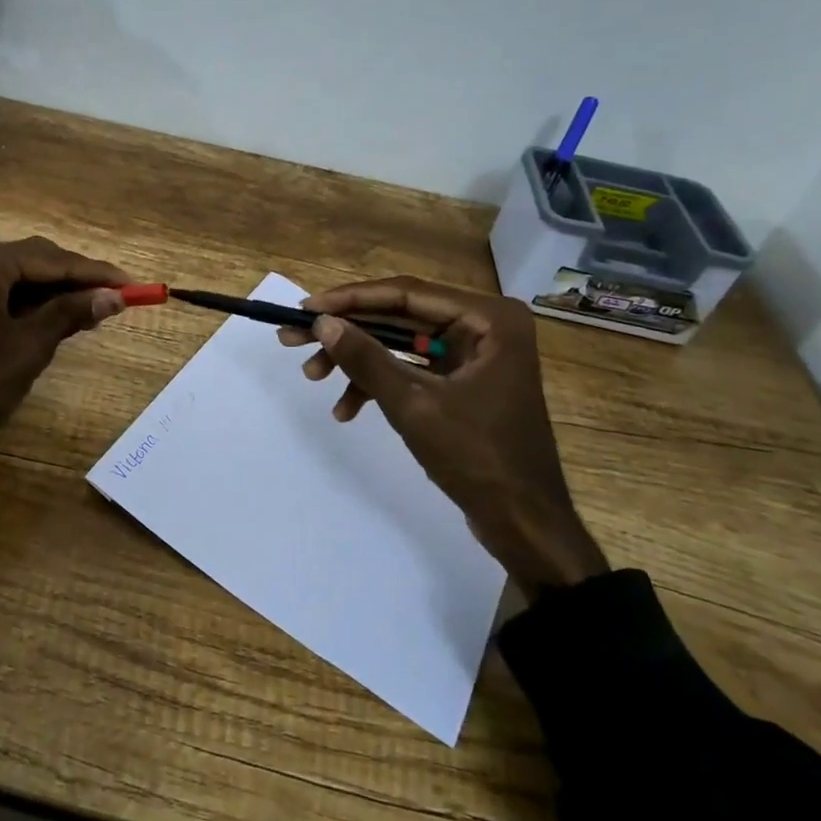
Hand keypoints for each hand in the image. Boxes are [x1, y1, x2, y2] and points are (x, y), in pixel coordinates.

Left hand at [0, 236, 131, 502]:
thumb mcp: (28, 348)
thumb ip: (70, 313)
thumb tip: (113, 296)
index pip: (54, 259)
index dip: (96, 272)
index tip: (133, 284)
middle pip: (36, 260)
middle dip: (77, 279)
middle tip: (116, 298)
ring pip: (20, 277)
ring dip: (56, 293)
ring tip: (95, 311)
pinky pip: (2, 293)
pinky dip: (31, 305)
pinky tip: (57, 320)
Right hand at [278, 276, 608, 596]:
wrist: (525, 525)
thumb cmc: (478, 458)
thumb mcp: (413, 405)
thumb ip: (366, 359)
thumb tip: (321, 322)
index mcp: (488, 319)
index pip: (406, 295)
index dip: (351, 300)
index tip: (305, 308)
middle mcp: (483, 326)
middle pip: (399, 317)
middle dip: (347, 333)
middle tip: (295, 339)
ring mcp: (474, 354)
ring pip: (399, 344)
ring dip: (357, 362)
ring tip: (313, 376)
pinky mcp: (463, 381)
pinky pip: (412, 369)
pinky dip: (379, 385)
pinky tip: (346, 409)